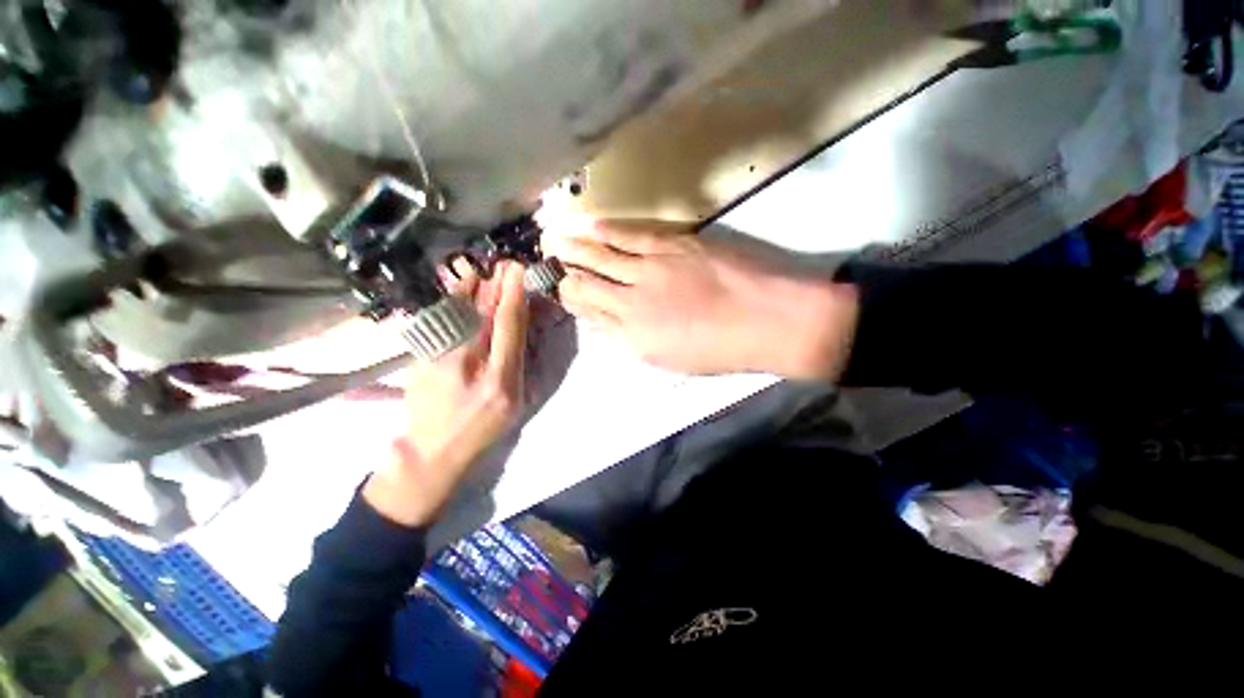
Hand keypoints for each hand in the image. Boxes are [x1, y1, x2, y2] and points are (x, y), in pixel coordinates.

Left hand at [364, 261, 529, 527]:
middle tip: (505, 264)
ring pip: (461, 317)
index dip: (514, 297)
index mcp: (502, 381)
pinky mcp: (423, 360)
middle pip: (485, 318)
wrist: (433, 452)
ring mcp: (442, 362)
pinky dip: (452, 303)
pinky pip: (441, 324)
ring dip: (474, 290)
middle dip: (496, 287)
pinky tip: (459, 288)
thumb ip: (517, 365)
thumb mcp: (514, 403)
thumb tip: (519, 328)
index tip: (519, 272)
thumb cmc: (484, 430)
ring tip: (482, 270)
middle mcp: (472, 366)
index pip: (510, 329)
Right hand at [545, 220, 858, 379]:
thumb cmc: (719, 349)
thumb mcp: (668, 359)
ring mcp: (651, 269)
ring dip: (573, 247)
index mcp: (633, 335)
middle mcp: (632, 301)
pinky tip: (589, 226)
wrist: (765, 320)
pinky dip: (606, 231)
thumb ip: (631, 338)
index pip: (590, 312)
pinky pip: (630, 236)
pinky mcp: (672, 245)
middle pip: (587, 283)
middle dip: (562, 271)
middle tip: (541, 259)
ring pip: (601, 256)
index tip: (558, 290)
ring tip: (551, 236)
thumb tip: (605, 322)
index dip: (570, 300)